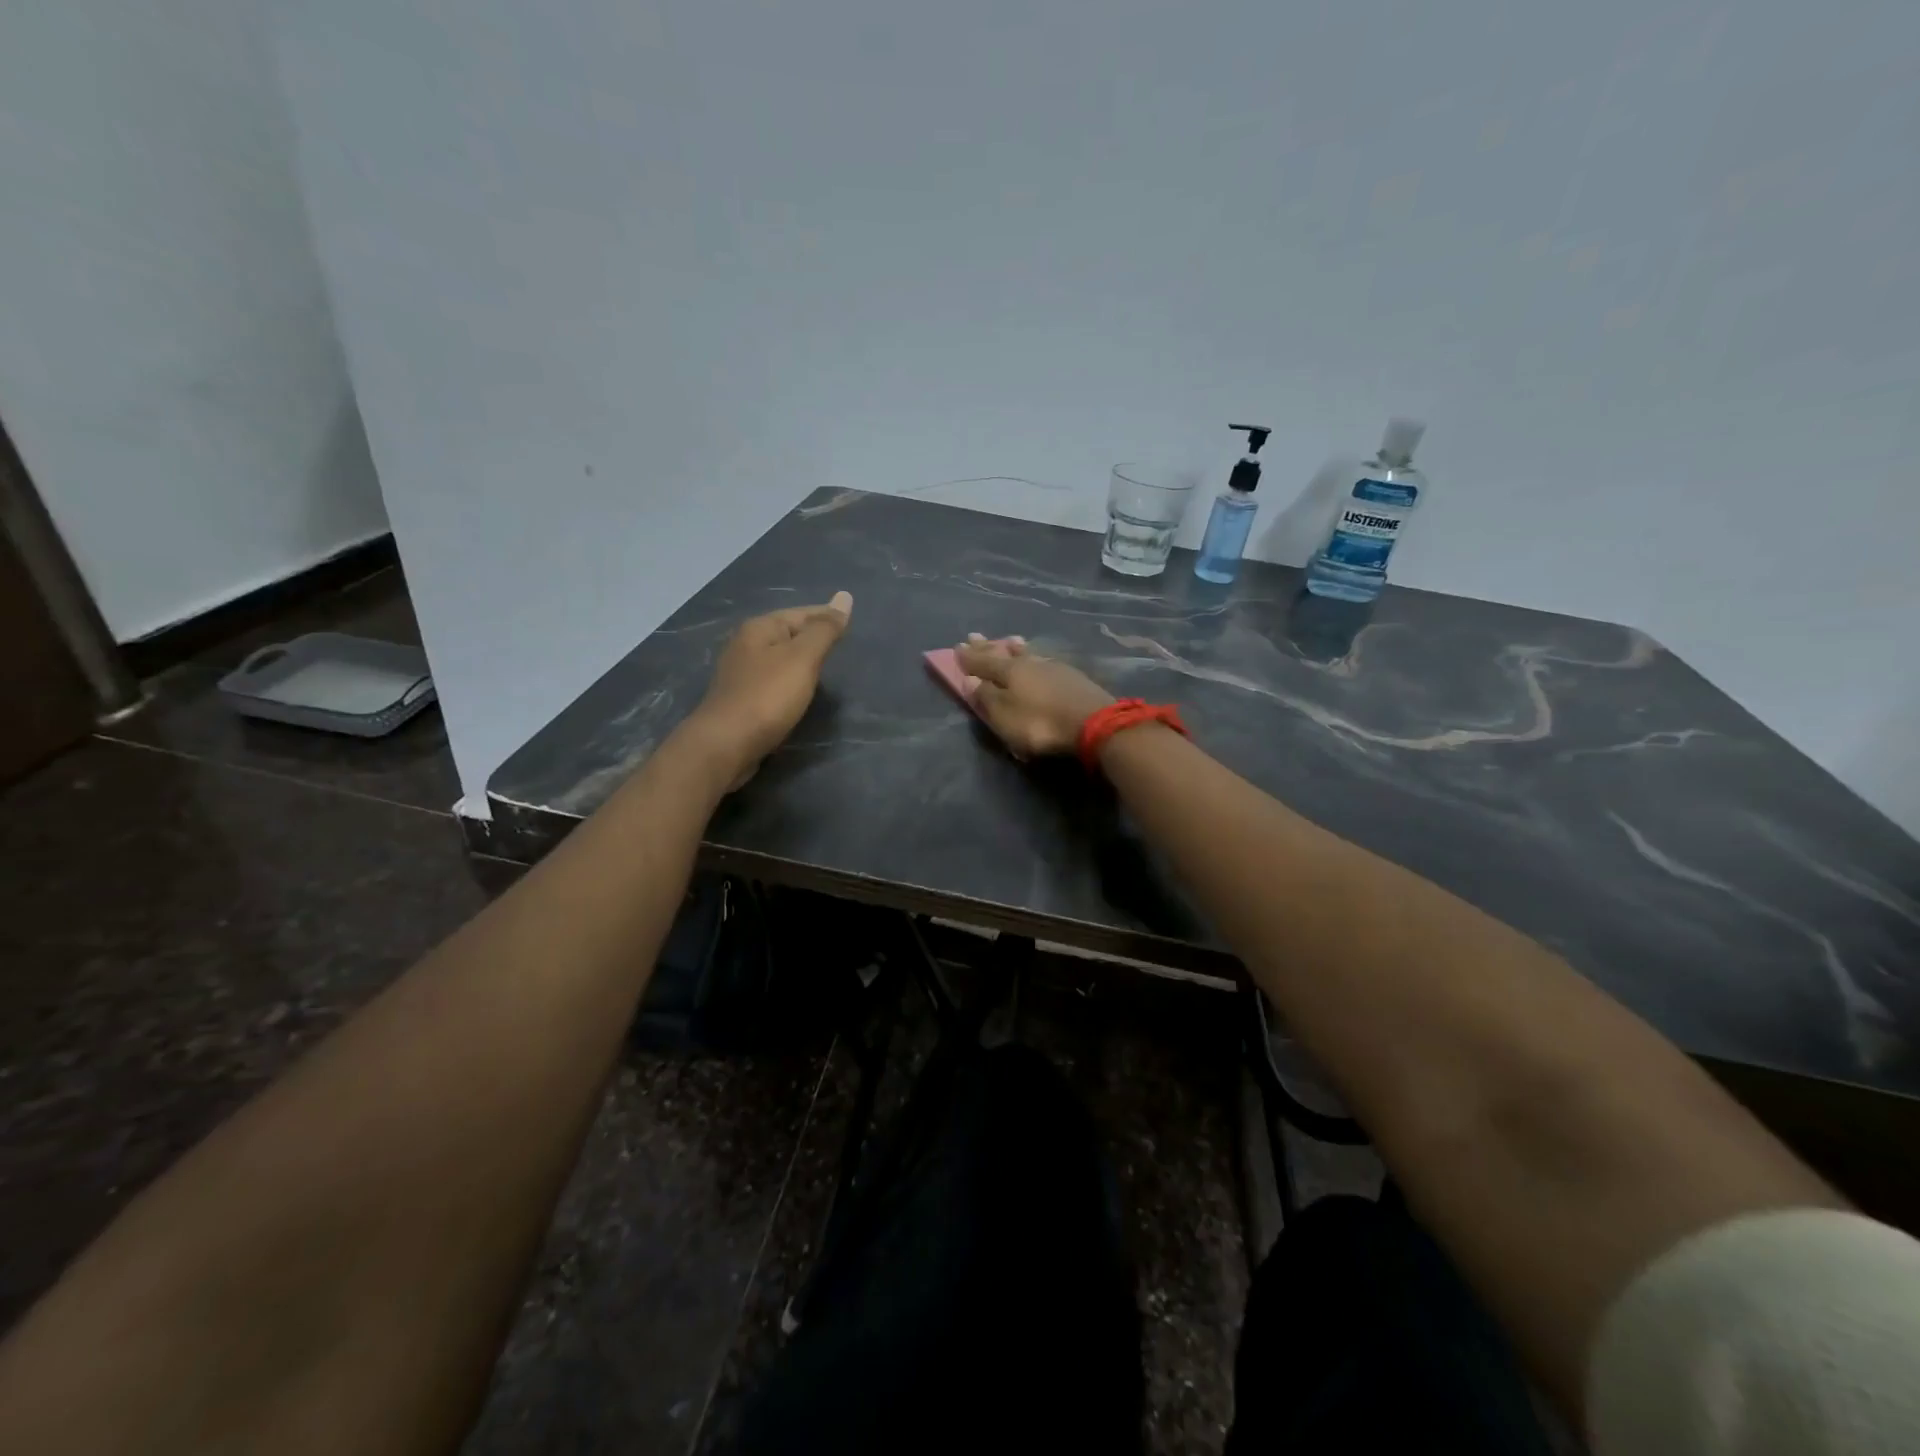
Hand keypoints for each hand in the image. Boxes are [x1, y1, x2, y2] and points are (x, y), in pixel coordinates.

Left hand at [689, 592, 852, 786]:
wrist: (726, 745)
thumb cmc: (767, 697)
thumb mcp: (802, 658)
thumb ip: (824, 630)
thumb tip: (844, 596)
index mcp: (759, 628)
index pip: (802, 613)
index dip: (827, 618)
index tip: (851, 628)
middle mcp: (746, 645)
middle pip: (788, 634)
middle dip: (813, 639)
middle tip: (841, 650)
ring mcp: (740, 673)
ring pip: (779, 659)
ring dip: (801, 663)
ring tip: (825, 671)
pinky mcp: (741, 699)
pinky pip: (772, 681)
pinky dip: (790, 683)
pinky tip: (800, 694)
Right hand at [954, 633, 1113, 759]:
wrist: (1095, 724)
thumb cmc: (1041, 723)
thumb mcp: (1005, 716)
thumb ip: (986, 698)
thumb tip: (970, 680)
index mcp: (1009, 671)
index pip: (983, 661)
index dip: (969, 657)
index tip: (957, 648)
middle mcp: (1030, 662)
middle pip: (1004, 653)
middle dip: (988, 647)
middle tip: (975, 636)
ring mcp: (1054, 667)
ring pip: (1028, 653)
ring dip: (1015, 648)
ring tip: (1009, 640)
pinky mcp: (1073, 677)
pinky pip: (1044, 661)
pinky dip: (1035, 657)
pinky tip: (1038, 658)